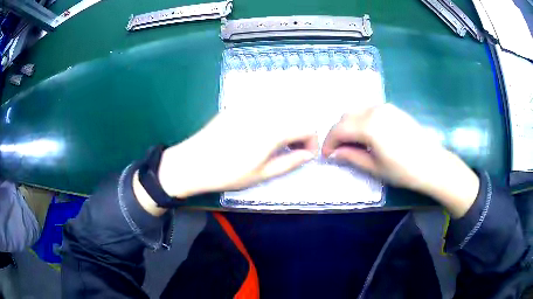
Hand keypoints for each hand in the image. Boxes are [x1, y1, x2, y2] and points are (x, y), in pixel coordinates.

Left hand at [159, 111, 317, 198]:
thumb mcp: (262, 174)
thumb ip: (290, 162)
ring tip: (276, 145)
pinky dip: (271, 119)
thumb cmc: (228, 173)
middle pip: (296, 116)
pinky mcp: (236, 106)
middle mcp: (265, 111)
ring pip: (280, 111)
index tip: (304, 156)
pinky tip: (259, 134)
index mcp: (274, 129)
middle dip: (300, 134)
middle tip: (291, 152)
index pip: (307, 128)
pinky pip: (263, 108)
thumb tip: (308, 155)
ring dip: (286, 126)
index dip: (312, 143)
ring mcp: (249, 106)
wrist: (192, 163)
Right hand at [322, 104, 479, 217]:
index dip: (329, 142)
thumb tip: (334, 153)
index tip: (326, 155)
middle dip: (337, 132)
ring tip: (351, 142)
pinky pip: (369, 110)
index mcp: (369, 125)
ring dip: (348, 124)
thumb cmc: (403, 170)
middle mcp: (375, 110)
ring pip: (357, 110)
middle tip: (337, 150)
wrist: (432, 164)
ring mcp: (385, 107)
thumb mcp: (375, 167)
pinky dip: (361, 120)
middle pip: (346, 116)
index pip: (339, 129)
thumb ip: (351, 157)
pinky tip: (366, 134)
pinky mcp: (394, 109)